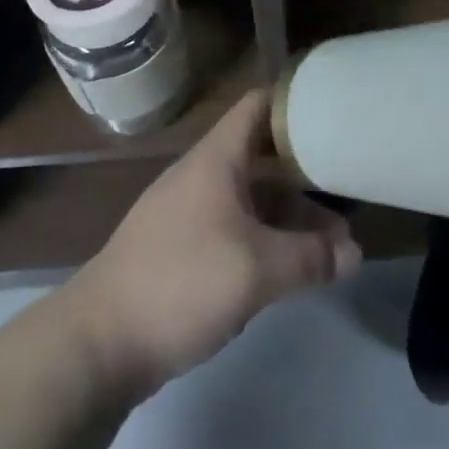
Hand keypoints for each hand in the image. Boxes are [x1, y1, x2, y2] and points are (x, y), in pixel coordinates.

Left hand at [59, 90, 360, 397]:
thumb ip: (310, 259)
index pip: (259, 106)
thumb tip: (354, 255)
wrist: (94, 346)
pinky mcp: (179, 251)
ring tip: (330, 251)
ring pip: (250, 200)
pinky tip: (287, 271)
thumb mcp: (256, 270)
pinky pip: (233, 230)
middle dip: (306, 179)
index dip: (295, 103)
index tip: (334, 114)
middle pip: (263, 159)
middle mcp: (202, 176)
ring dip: (288, 219)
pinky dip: (264, 241)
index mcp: (216, 159)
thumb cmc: (180, 283)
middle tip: (347, 201)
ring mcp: (188, 214)